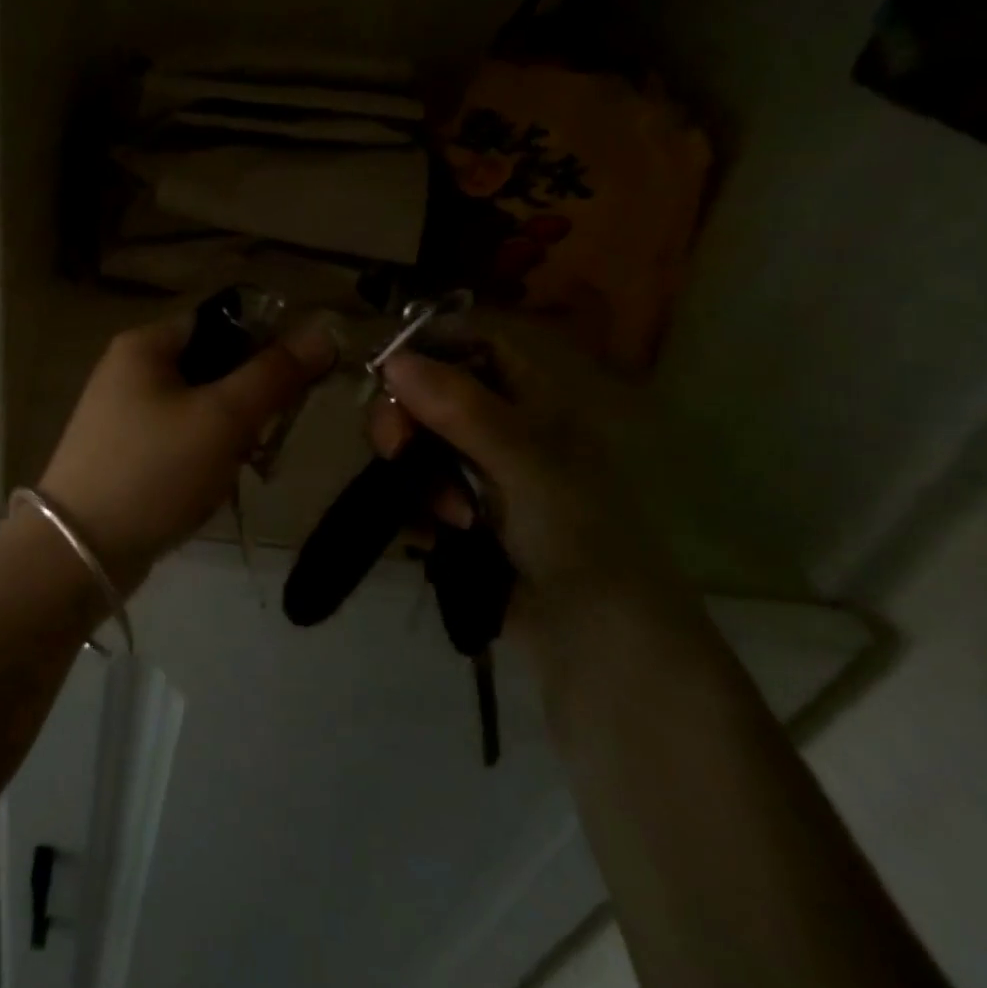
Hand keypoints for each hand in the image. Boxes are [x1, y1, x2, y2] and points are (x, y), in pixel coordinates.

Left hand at [39, 316, 335, 592]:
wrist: (81, 550)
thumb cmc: (154, 470)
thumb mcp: (222, 418)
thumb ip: (274, 374)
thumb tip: (324, 331)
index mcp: (145, 345)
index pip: (220, 321)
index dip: (265, 344)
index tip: (297, 384)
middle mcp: (129, 371)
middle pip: (212, 367)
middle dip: (247, 402)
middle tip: (264, 437)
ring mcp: (123, 415)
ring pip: (200, 409)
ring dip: (229, 436)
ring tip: (235, 469)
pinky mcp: (125, 454)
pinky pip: (180, 441)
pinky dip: (203, 459)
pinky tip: (208, 488)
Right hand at [367, 330, 685, 657]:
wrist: (600, 643)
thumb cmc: (579, 537)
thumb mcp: (524, 464)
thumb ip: (460, 409)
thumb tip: (392, 359)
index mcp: (533, 401)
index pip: (473, 344)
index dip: (429, 347)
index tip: (386, 371)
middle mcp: (503, 428)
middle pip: (430, 394)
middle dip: (407, 422)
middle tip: (395, 450)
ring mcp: (480, 473)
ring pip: (417, 445)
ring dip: (418, 477)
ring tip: (449, 519)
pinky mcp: (460, 514)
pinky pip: (414, 490)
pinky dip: (415, 508)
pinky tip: (432, 536)